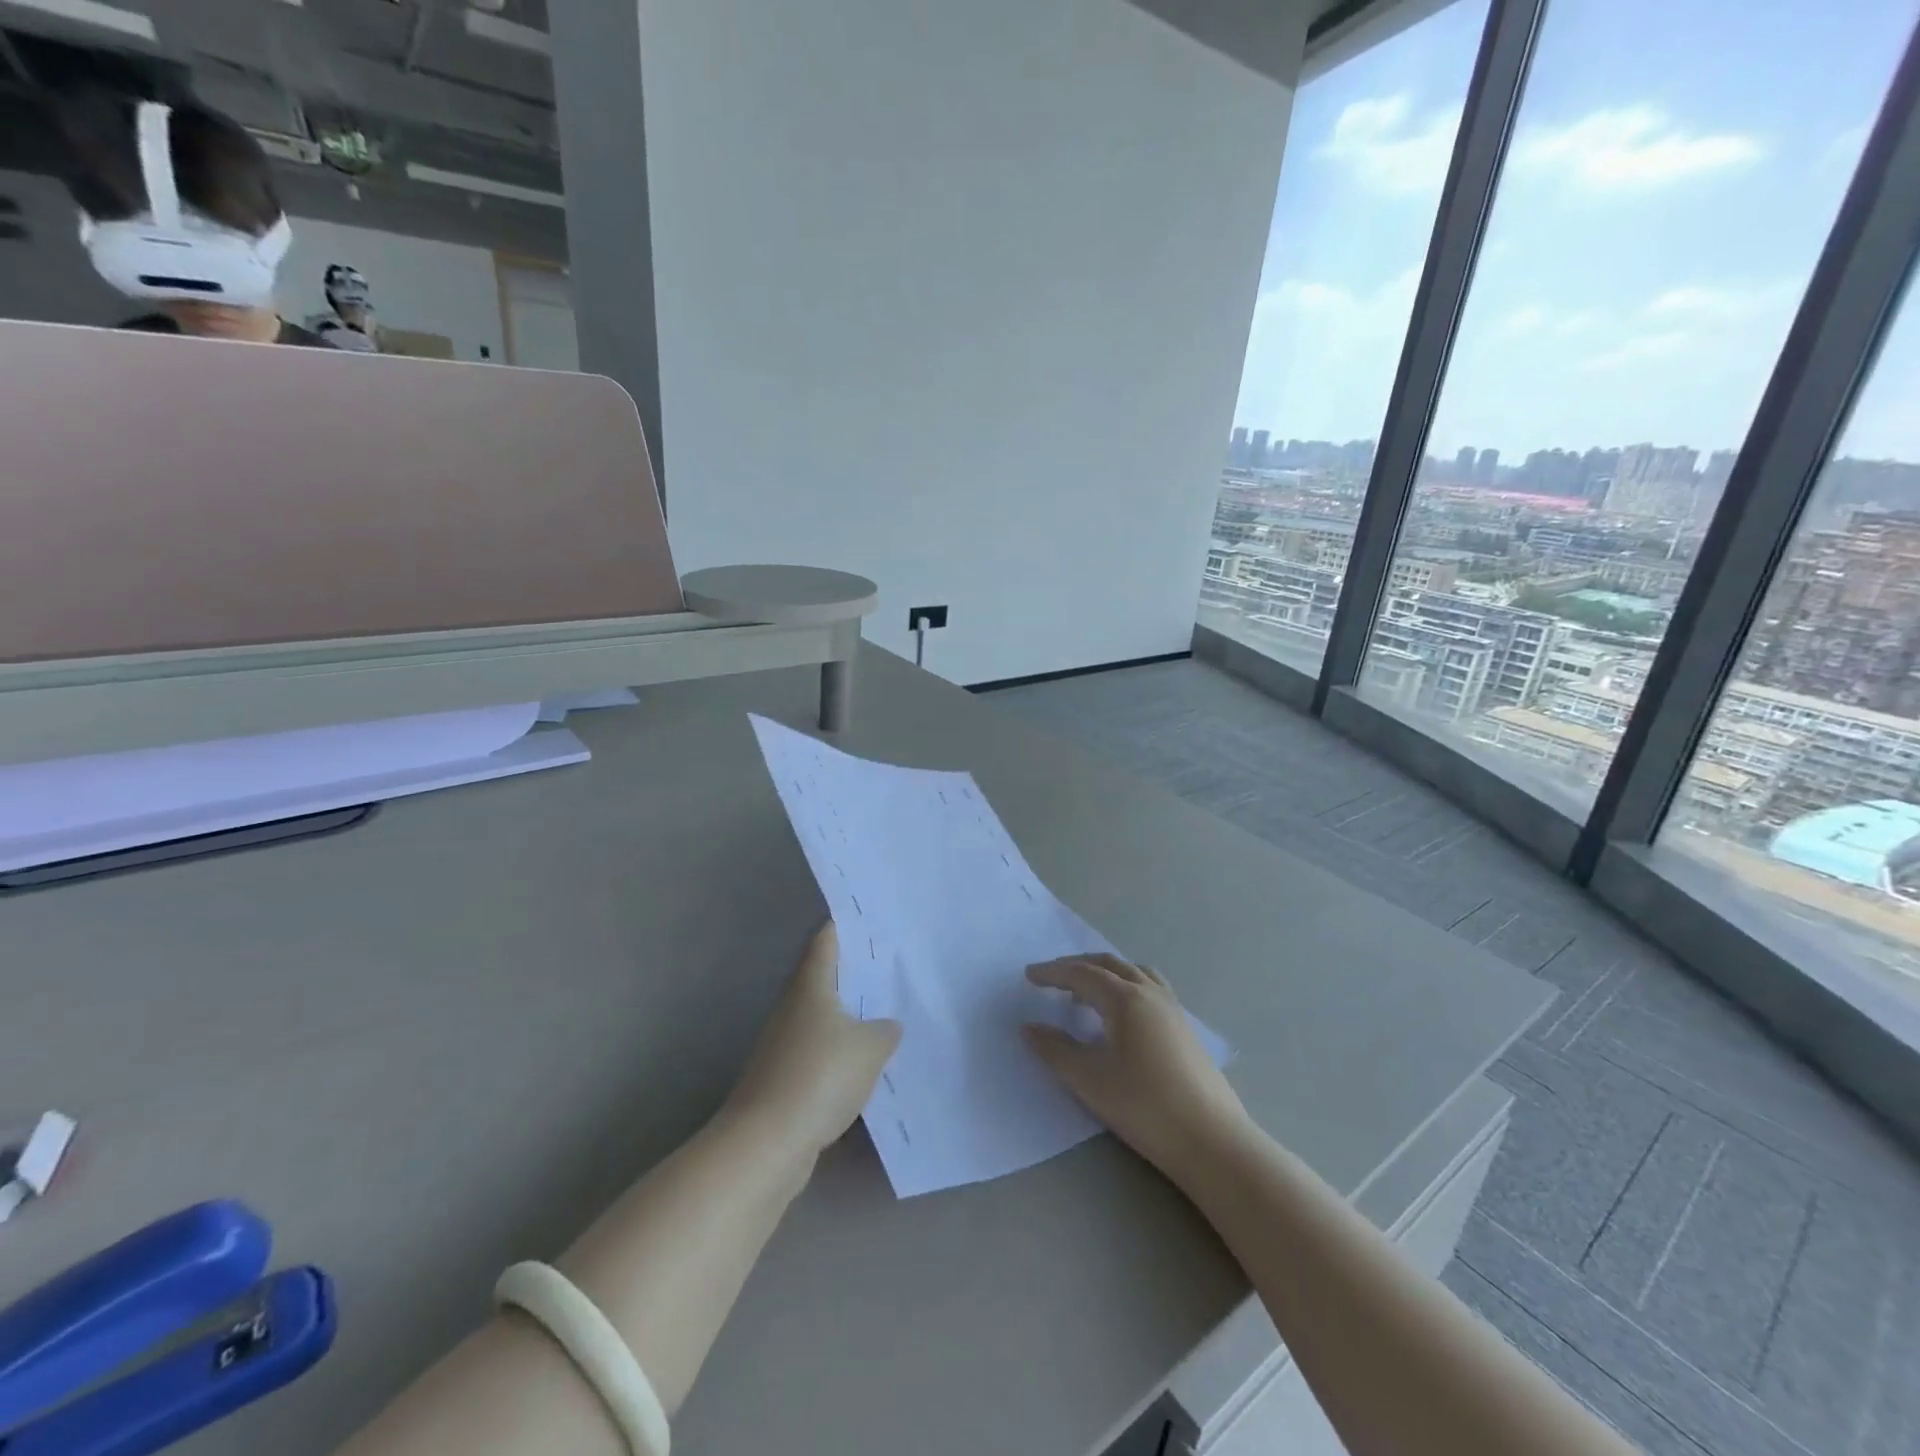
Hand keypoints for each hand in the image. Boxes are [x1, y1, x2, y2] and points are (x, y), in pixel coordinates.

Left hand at [725, 923, 901, 1156]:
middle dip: (852, 972)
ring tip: (885, 1015)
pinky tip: (865, 1066)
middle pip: (823, 978)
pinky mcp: (784, 1080)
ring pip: (822, 1019)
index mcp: (810, 986)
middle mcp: (792, 1008)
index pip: (825, 941)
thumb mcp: (870, 1047)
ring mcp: (783, 1045)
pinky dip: (840, 1054)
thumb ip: (885, 1030)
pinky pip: (819, 1054)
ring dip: (848, 1017)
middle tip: (889, 967)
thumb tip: (887, 1025)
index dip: (842, 925)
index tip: (866, 917)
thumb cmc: (820, 1076)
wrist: (767, 1143)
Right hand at [1023, 955, 1247, 1178]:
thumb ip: (1056, 1050)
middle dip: (1077, 966)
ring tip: (1085, 992)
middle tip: (1052, 977)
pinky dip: (1126, 984)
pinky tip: (1121, 1013)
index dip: (1053, 973)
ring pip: (1133, 972)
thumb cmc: (1144, 1106)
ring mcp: (1172, 1008)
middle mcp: (1150, 993)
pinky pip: (1149, 986)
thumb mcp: (1090, 1080)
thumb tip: (1029, 1027)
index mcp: (1125, 999)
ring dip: (1105, 973)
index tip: (1029, 975)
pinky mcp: (1184, 1027)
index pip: (1082, 974)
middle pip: (1109, 965)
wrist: (1211, 1140)